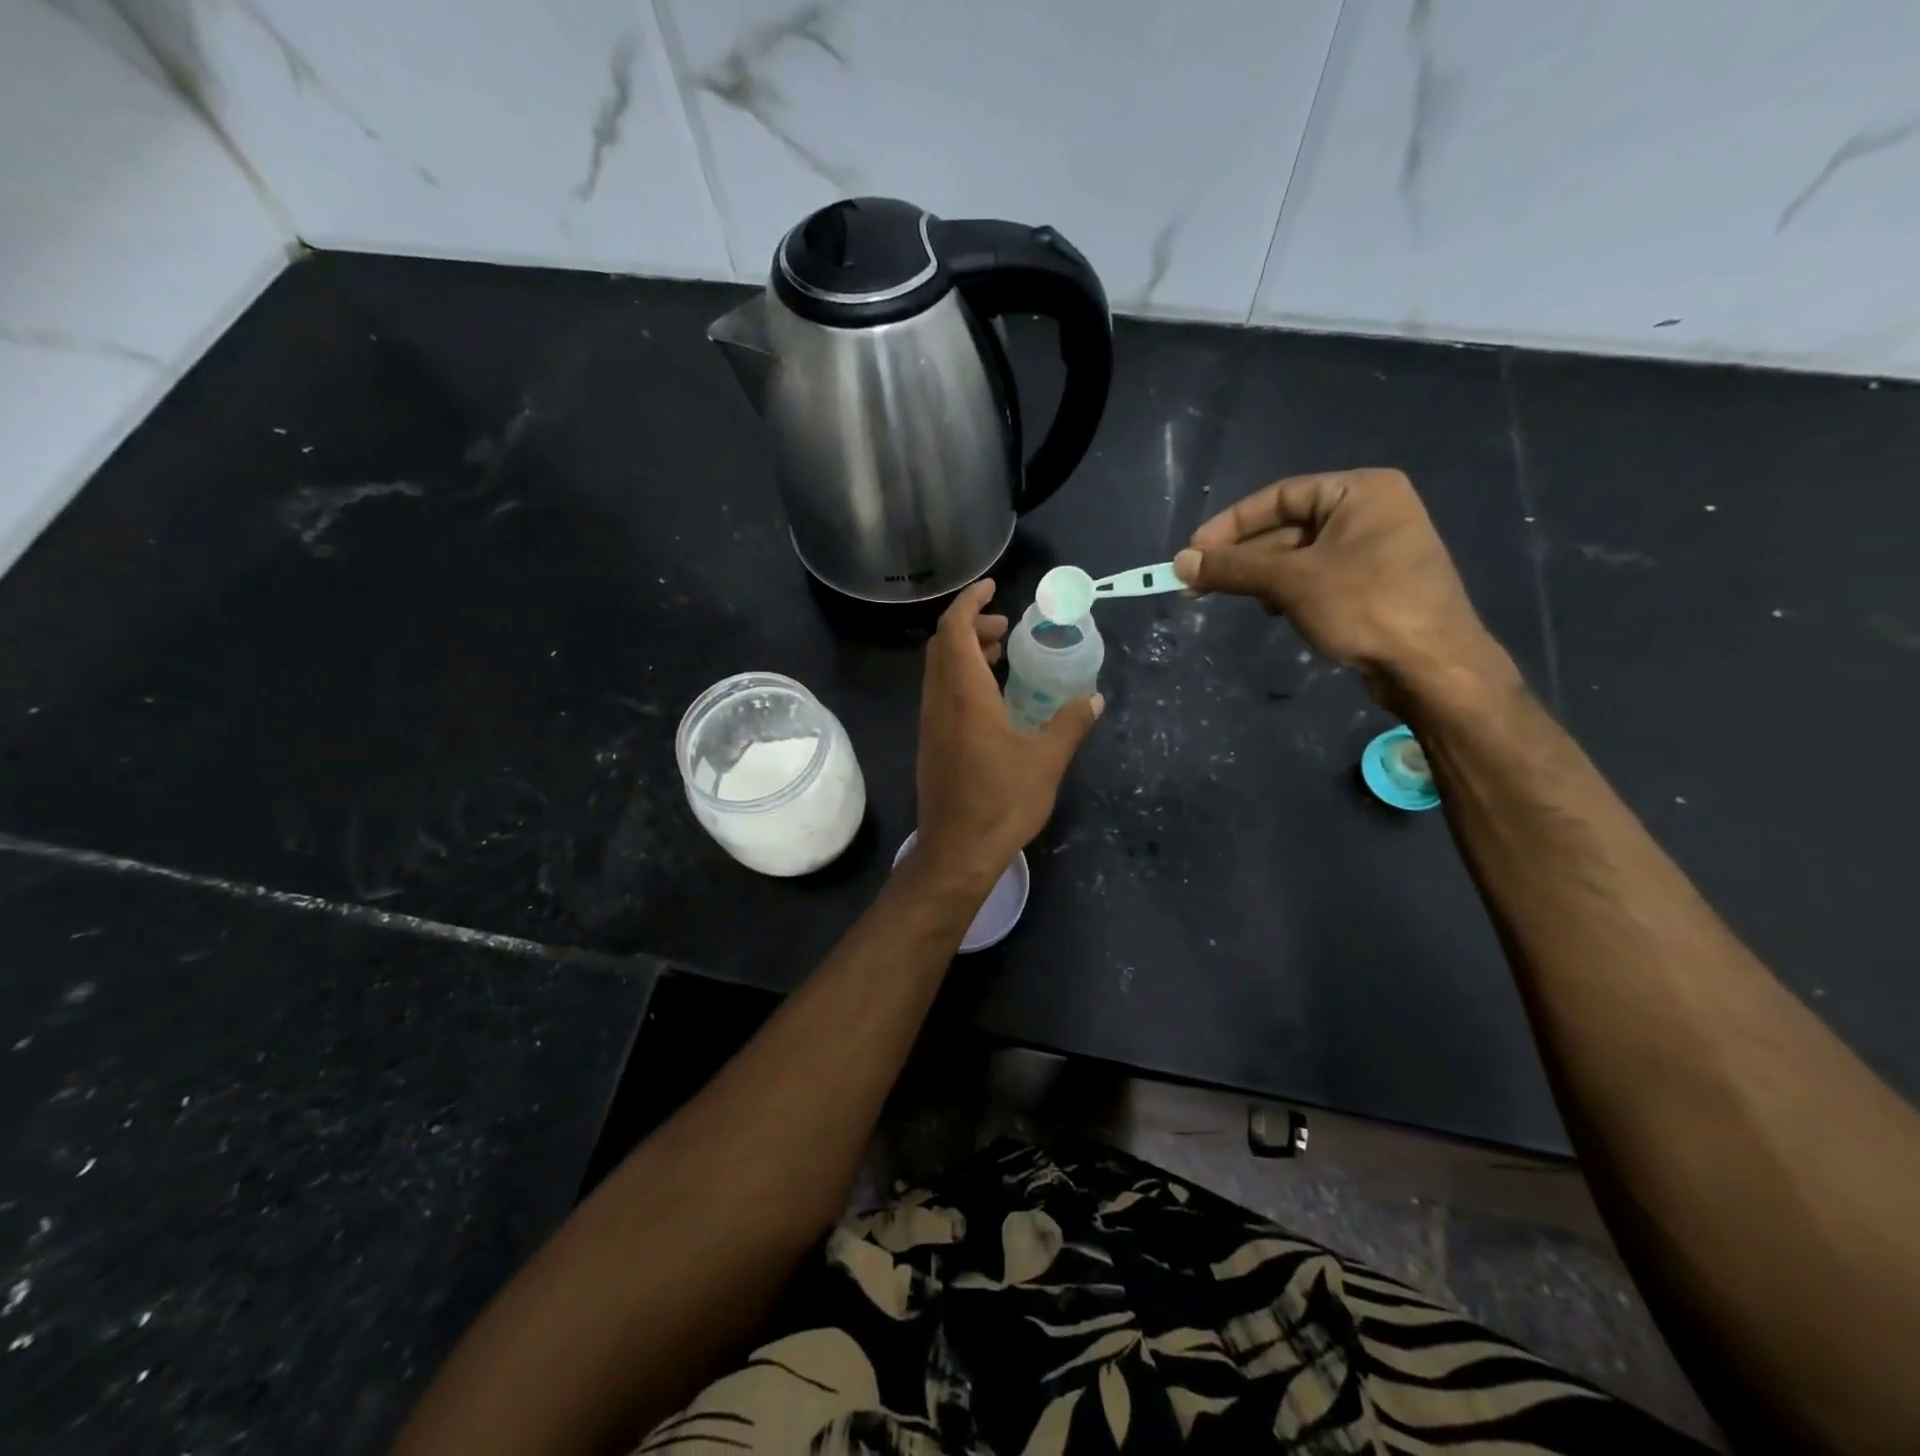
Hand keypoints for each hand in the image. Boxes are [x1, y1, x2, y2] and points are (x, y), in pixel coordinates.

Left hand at [914, 580, 1102, 880]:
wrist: (956, 852)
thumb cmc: (1001, 802)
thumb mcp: (1046, 761)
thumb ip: (1071, 724)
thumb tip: (1096, 699)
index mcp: (964, 695)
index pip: (954, 630)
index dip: (970, 602)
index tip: (993, 588)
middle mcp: (939, 702)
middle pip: (943, 646)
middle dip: (972, 626)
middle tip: (1008, 628)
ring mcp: (930, 724)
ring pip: (939, 670)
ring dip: (965, 653)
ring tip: (1003, 656)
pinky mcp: (930, 744)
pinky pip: (940, 694)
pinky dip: (961, 678)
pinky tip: (992, 699)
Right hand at [1173, 468, 1514, 708]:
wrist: (1433, 667)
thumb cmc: (1365, 607)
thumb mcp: (1290, 582)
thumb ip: (1233, 568)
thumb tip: (1179, 563)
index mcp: (1361, 492)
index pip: (1278, 497)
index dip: (1229, 525)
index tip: (1192, 552)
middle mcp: (1371, 511)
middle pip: (1286, 526)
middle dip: (1243, 557)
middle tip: (1197, 582)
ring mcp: (1376, 548)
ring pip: (1298, 555)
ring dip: (1262, 577)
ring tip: (1235, 599)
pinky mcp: (1374, 583)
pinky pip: (1317, 576)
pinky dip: (1288, 591)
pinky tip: (1274, 611)